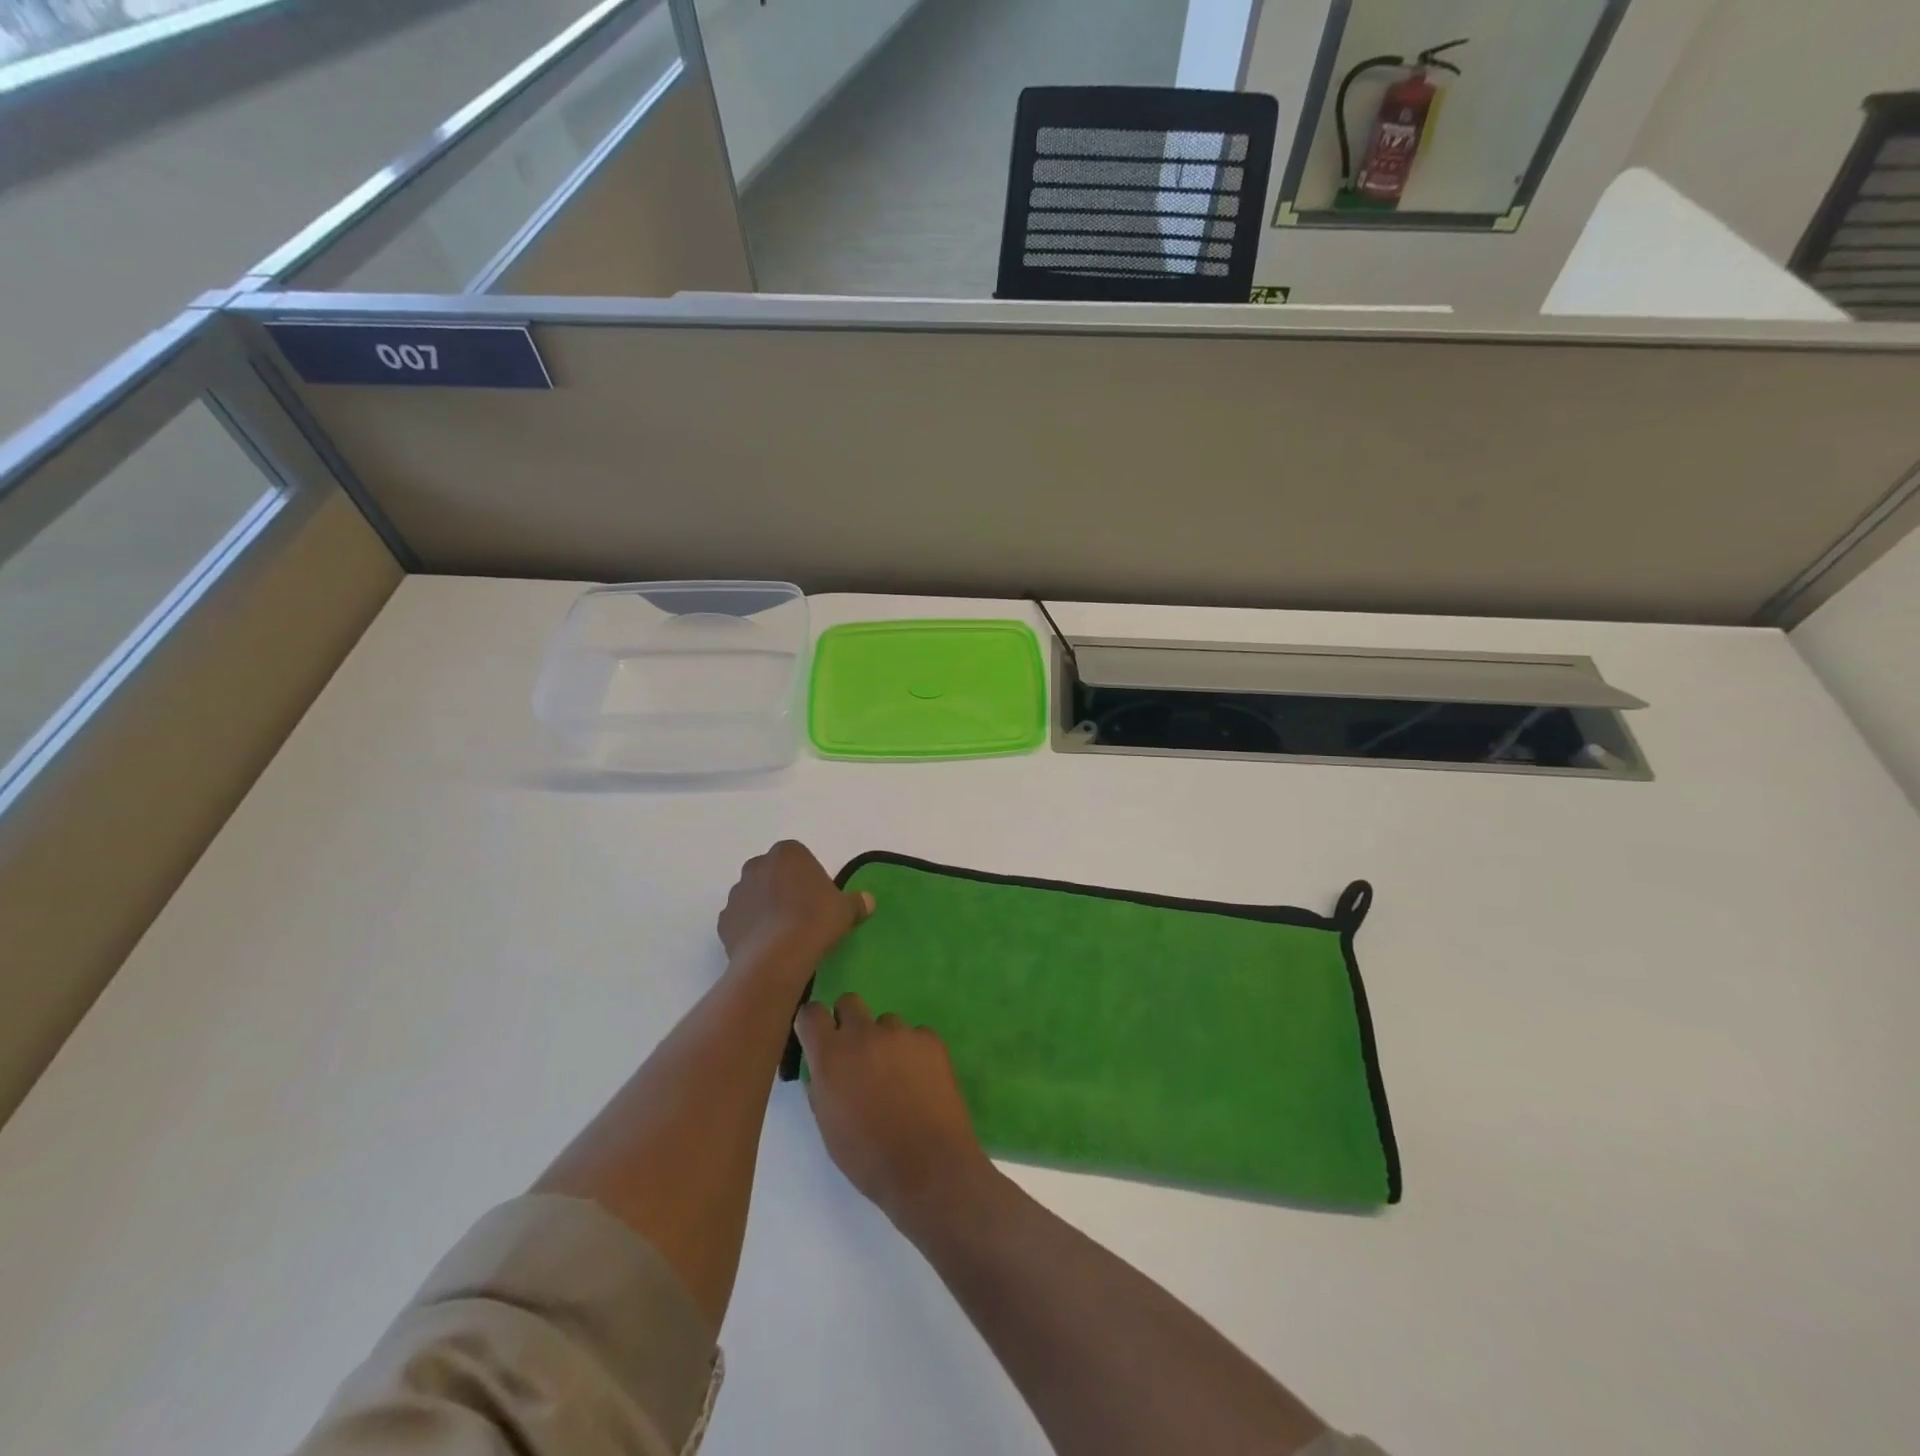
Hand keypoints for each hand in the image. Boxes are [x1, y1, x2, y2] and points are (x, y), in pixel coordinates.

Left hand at [718, 841, 873, 975]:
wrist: (777, 956)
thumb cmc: (815, 920)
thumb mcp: (846, 910)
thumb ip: (857, 902)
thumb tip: (868, 901)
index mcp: (787, 853)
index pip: (798, 856)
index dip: (808, 876)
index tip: (818, 897)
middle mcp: (757, 866)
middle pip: (772, 873)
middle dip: (782, 888)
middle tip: (801, 913)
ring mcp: (736, 893)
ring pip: (753, 896)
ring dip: (765, 908)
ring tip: (783, 934)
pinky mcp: (723, 921)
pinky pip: (740, 921)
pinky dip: (750, 929)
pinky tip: (766, 946)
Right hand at [794, 994, 995, 1231]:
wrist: (927, 1167)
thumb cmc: (868, 1157)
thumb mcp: (828, 1126)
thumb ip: (821, 1086)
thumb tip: (823, 1068)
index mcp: (831, 1056)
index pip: (811, 1013)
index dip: (813, 1023)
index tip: (818, 1038)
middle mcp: (863, 1034)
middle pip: (849, 1002)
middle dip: (848, 1021)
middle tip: (857, 1053)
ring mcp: (900, 1033)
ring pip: (886, 1022)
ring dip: (885, 1041)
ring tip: (897, 1077)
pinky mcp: (930, 1039)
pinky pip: (915, 1035)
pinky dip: (914, 1052)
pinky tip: (921, 1081)